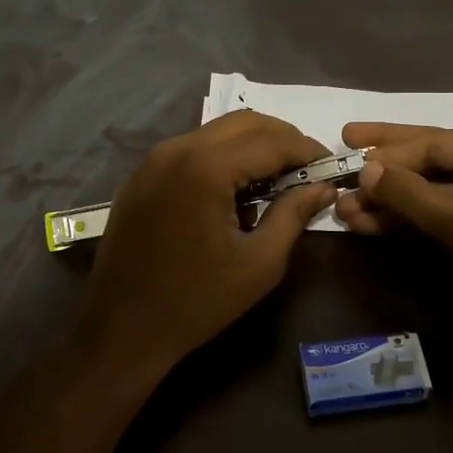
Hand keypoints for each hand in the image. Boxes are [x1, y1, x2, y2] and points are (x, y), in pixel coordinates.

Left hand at [76, 111, 336, 383]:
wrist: (122, 328)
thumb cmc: (197, 301)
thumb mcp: (259, 263)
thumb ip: (294, 215)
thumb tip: (323, 187)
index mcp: (207, 168)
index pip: (272, 141)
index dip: (307, 150)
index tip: (331, 166)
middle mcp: (177, 149)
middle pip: (243, 123)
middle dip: (281, 138)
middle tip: (306, 169)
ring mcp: (153, 160)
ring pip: (215, 132)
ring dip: (251, 146)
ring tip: (274, 180)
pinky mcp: (140, 175)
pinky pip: (190, 149)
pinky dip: (220, 156)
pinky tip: (232, 190)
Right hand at [334, 123, 452, 329]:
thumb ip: (412, 197)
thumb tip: (364, 169)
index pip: (436, 142)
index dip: (388, 153)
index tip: (346, 158)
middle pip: (431, 157)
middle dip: (386, 161)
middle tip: (341, 142)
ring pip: (431, 190)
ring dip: (390, 199)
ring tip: (343, 205)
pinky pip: (440, 215)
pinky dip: (408, 221)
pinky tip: (369, 223)